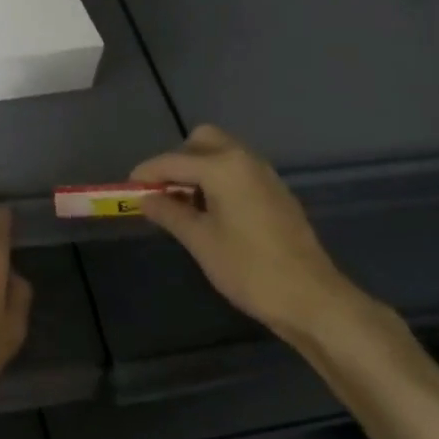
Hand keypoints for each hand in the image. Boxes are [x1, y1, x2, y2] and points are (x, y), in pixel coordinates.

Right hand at [133, 125, 375, 343]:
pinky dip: (219, 179)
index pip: (173, 161)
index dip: (147, 173)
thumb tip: (145, 199)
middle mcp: (244, 159)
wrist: (310, 297)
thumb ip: (169, 213)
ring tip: (184, 205)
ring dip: (199, 169)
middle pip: (202, 141)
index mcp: (223, 166)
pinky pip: (238, 170)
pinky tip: (213, 212)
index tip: (128, 187)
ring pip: (222, 154)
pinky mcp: (275, 191)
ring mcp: (264, 174)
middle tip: (164, 192)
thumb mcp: (200, 241)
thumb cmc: (249, 268)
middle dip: (178, 160)